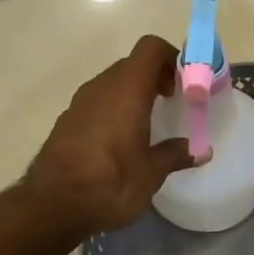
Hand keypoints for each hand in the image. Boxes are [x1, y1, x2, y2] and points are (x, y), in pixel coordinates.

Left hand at [24, 35, 197, 237]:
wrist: (52, 205)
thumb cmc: (111, 182)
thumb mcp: (152, 173)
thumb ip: (175, 154)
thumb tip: (201, 151)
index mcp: (127, 90)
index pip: (150, 49)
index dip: (171, 58)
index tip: (184, 83)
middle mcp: (102, 87)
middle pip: (132, 65)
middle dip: (154, 77)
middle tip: (171, 101)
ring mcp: (79, 103)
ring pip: (112, 83)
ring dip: (132, 93)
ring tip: (147, 122)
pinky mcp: (66, 121)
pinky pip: (96, 103)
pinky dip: (113, 109)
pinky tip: (119, 140)